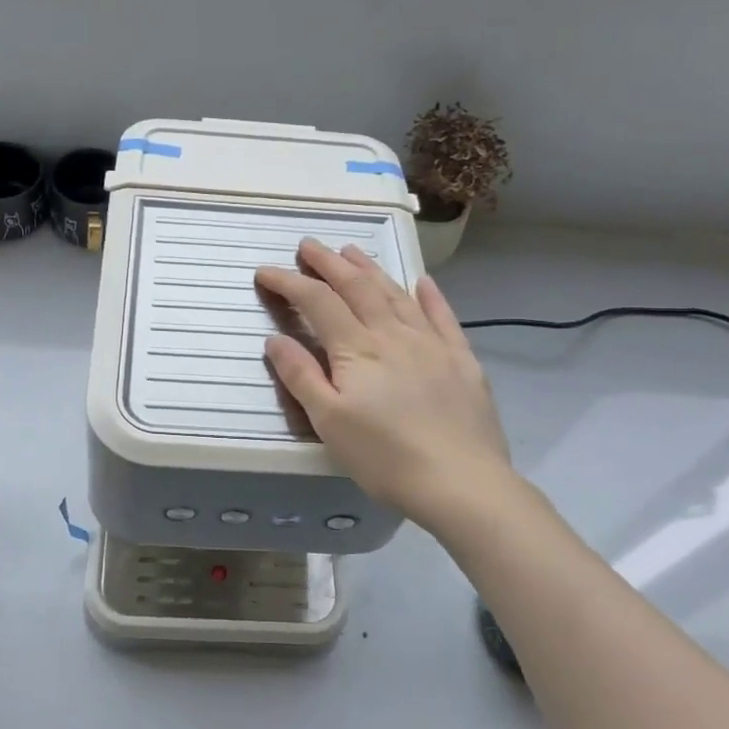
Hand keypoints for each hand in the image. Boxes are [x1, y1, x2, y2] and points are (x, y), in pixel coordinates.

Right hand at [255, 239, 520, 534]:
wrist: (462, 483)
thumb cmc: (385, 458)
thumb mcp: (330, 422)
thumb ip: (302, 376)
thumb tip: (276, 339)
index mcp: (357, 349)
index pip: (317, 303)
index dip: (290, 283)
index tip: (266, 271)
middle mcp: (393, 334)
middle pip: (357, 287)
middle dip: (328, 263)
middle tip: (308, 246)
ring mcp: (432, 343)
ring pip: (396, 294)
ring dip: (371, 269)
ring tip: (352, 251)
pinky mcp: (461, 359)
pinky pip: (442, 316)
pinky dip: (430, 295)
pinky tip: (422, 282)